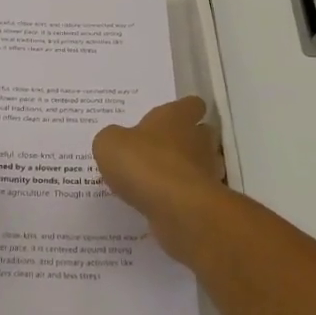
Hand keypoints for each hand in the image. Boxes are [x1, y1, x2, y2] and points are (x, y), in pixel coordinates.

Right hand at [93, 96, 227, 264]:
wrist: (178, 210)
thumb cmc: (145, 164)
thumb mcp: (109, 144)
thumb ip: (112, 138)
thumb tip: (117, 141)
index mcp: (177, 117)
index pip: (192, 104)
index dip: (183, 110)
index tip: (170, 118)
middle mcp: (197, 140)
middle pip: (201, 134)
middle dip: (186, 141)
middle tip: (159, 150)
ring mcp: (206, 172)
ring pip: (200, 165)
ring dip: (185, 170)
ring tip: (157, 181)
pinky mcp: (205, 202)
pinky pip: (193, 195)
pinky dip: (181, 198)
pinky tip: (159, 205)